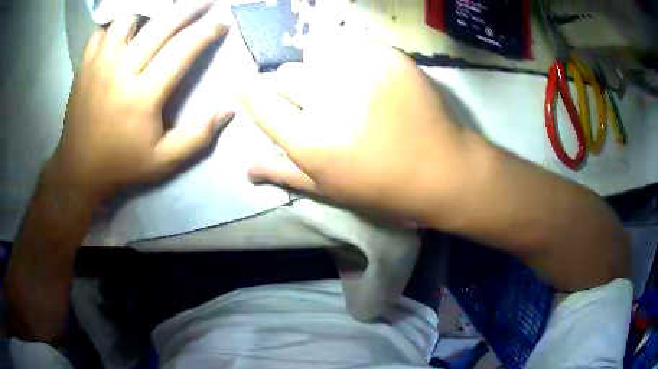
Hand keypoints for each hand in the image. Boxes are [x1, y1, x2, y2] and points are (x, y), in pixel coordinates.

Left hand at [50, 0, 231, 202]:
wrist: (80, 170)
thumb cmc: (123, 164)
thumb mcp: (164, 161)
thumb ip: (198, 136)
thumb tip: (228, 109)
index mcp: (143, 95)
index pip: (182, 49)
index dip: (206, 32)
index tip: (221, 23)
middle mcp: (121, 71)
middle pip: (160, 25)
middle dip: (188, 8)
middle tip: (205, 1)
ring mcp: (99, 65)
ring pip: (127, 20)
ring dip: (147, 15)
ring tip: (157, 19)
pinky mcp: (84, 67)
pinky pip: (101, 32)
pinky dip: (114, 28)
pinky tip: (122, 35)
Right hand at [240, 43, 474, 223]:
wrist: (442, 169)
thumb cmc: (382, 187)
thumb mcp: (329, 189)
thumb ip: (283, 172)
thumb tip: (245, 167)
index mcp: (310, 140)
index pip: (260, 101)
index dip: (248, 91)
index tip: (245, 86)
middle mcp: (329, 99)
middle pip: (286, 74)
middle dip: (294, 88)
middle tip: (320, 102)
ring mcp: (361, 71)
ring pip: (317, 52)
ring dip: (322, 68)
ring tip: (345, 87)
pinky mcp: (389, 56)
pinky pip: (352, 44)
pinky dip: (352, 58)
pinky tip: (370, 78)